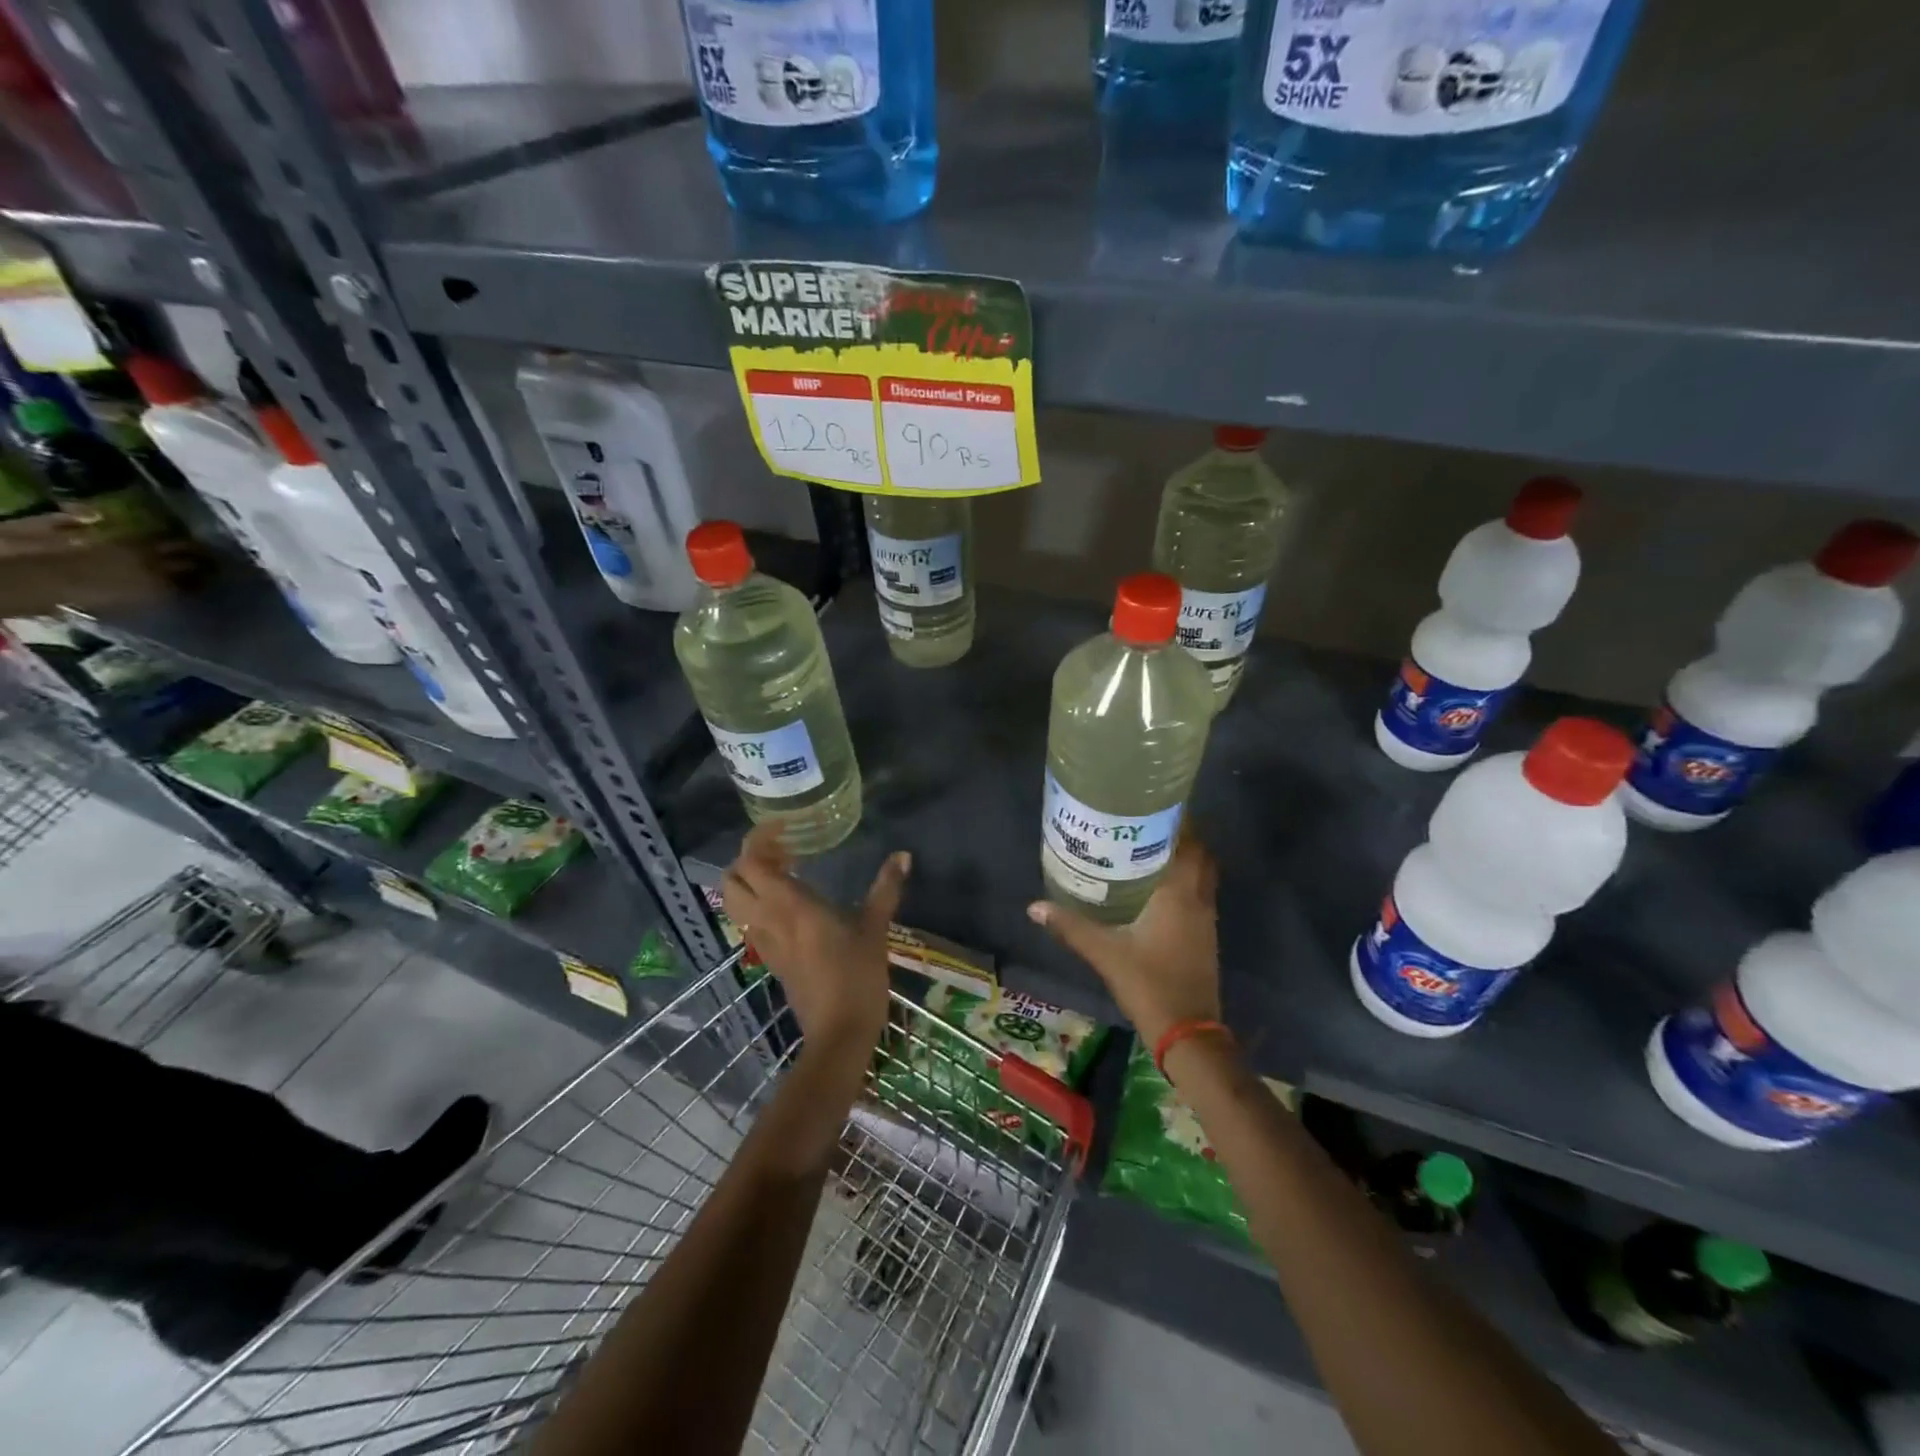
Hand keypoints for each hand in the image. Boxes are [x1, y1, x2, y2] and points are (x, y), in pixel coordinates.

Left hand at [722, 824, 909, 1057]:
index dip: (759, 838)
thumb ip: (886, 888)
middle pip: (732, 879)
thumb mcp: (875, 928)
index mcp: (789, 905)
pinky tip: (793, 906)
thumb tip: (903, 855)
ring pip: (736, 903)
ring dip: (751, 882)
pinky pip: (751, 922)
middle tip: (783, 852)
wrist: (839, 1033)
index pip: (751, 861)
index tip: (785, 828)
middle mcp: (768, 920)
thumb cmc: (857, 976)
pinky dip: (760, 904)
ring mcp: (764, 942)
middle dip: (749, 859)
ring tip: (786, 874)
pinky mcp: (770, 960)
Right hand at [1027, 835, 1220, 1046]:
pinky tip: (1154, 888)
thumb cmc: (1149, 983)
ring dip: (1183, 860)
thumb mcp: (1104, 953)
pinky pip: (1197, 895)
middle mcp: (1198, 899)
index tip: (1154, 806)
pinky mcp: (1203, 937)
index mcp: (1180, 893)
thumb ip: (1070, 926)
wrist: (1188, 1032)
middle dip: (1180, 837)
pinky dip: (1182, 883)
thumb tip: (1034, 907)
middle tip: (1146, 826)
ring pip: (1200, 876)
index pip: (1189, 843)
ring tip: (1146, 849)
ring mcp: (1205, 919)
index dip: (1178, 821)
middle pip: (1199, 856)